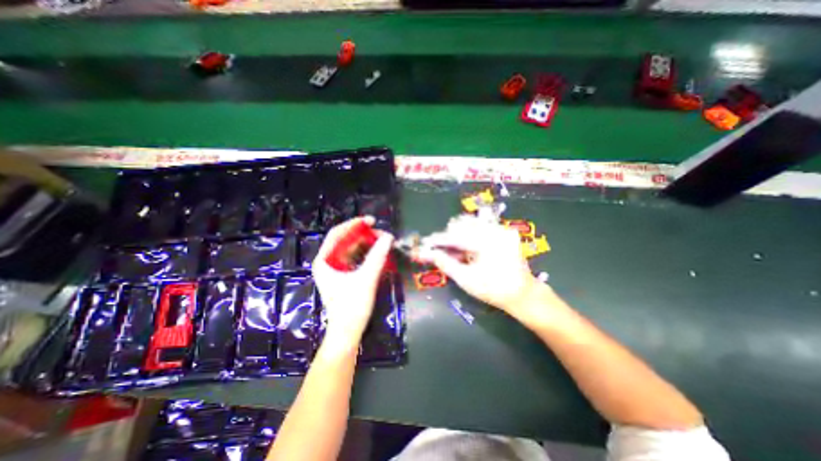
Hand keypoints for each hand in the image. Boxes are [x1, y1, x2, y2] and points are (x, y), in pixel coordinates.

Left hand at [312, 218, 394, 353]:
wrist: (347, 332)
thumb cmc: (352, 306)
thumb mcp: (366, 278)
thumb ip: (377, 256)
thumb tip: (388, 236)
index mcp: (324, 261)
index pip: (337, 234)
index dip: (354, 224)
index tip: (371, 221)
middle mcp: (327, 262)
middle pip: (345, 240)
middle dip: (363, 235)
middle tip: (382, 234)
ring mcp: (335, 269)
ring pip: (351, 249)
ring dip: (366, 243)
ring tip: (382, 241)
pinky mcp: (343, 275)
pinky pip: (355, 258)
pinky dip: (366, 253)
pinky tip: (377, 252)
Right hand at [419, 216, 546, 323]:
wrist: (523, 294)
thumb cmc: (493, 289)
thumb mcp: (466, 279)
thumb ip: (446, 264)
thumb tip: (429, 253)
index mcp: (485, 242)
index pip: (455, 235)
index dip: (439, 239)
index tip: (427, 242)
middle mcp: (494, 230)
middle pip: (463, 224)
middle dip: (449, 235)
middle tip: (441, 249)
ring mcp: (501, 229)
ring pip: (472, 223)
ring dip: (458, 233)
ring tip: (453, 248)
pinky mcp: (504, 232)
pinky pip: (481, 227)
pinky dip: (470, 234)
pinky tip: (466, 246)